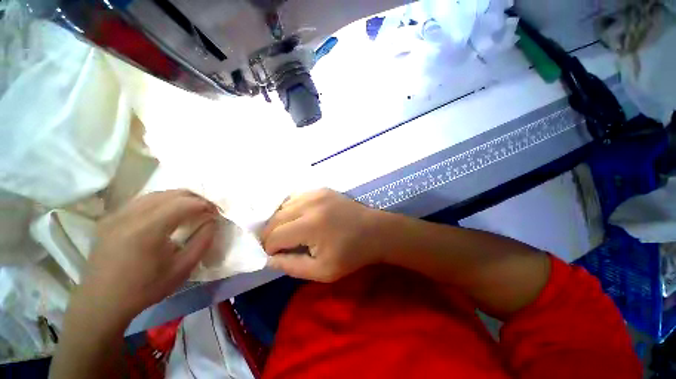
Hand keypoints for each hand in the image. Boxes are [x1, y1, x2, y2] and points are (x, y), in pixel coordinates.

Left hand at [75, 190, 218, 325]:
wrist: (101, 302)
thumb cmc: (145, 288)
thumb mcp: (182, 268)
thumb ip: (202, 241)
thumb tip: (212, 221)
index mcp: (148, 229)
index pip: (185, 203)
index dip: (205, 205)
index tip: (216, 213)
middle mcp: (130, 215)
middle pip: (171, 193)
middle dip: (195, 198)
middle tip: (206, 210)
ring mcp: (117, 215)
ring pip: (156, 194)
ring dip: (178, 199)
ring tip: (190, 210)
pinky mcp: (110, 219)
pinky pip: (141, 201)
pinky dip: (160, 202)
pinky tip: (166, 214)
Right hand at [262, 189, 383, 281]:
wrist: (375, 231)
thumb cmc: (352, 254)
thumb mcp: (323, 271)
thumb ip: (292, 267)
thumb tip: (270, 259)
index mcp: (311, 225)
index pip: (274, 236)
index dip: (270, 248)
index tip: (276, 256)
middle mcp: (310, 203)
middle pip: (275, 218)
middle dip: (271, 234)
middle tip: (279, 245)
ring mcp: (316, 193)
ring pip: (283, 206)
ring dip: (280, 220)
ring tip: (289, 232)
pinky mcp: (322, 189)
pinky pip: (296, 197)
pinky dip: (291, 209)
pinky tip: (298, 218)